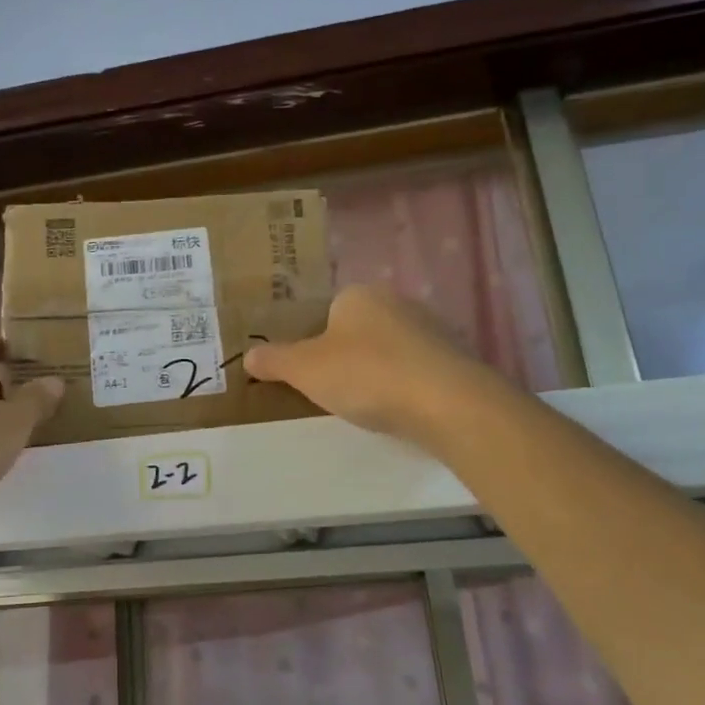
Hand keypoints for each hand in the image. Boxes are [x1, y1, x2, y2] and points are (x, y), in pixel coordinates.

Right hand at [245, 284, 490, 446]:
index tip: (312, 373)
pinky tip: (403, 409)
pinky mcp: (456, 358)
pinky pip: (419, 369)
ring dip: (380, 372)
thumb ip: (274, 361)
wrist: (446, 402)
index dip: (315, 341)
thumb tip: (248, 355)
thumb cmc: (365, 375)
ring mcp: (432, 328)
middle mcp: (397, 301)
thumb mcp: (304, 370)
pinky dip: (408, 386)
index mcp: (358, 295)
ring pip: (392, 349)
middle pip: (361, 329)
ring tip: (371, 405)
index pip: (328, 311)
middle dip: (348, 357)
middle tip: (336, 391)